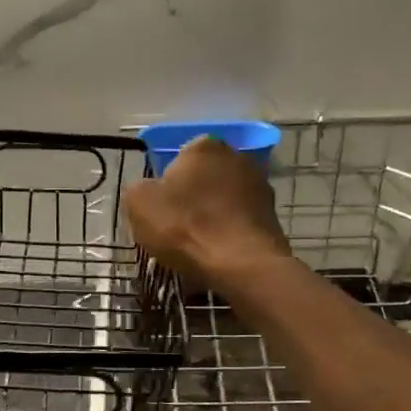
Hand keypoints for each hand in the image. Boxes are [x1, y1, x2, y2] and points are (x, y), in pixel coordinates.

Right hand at [122, 136, 290, 289]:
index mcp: (204, 146)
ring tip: (197, 246)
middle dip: (191, 198)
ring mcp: (260, 186)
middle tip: (176, 228)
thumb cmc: (185, 227)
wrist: (241, 264)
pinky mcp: (272, 216)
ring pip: (223, 201)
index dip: (166, 184)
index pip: (178, 157)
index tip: (160, 210)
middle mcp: (237, 157)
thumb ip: (138, 188)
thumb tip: (148, 191)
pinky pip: (239, 222)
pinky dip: (228, 234)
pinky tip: (218, 254)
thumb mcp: (139, 203)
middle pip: (204, 178)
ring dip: (212, 217)